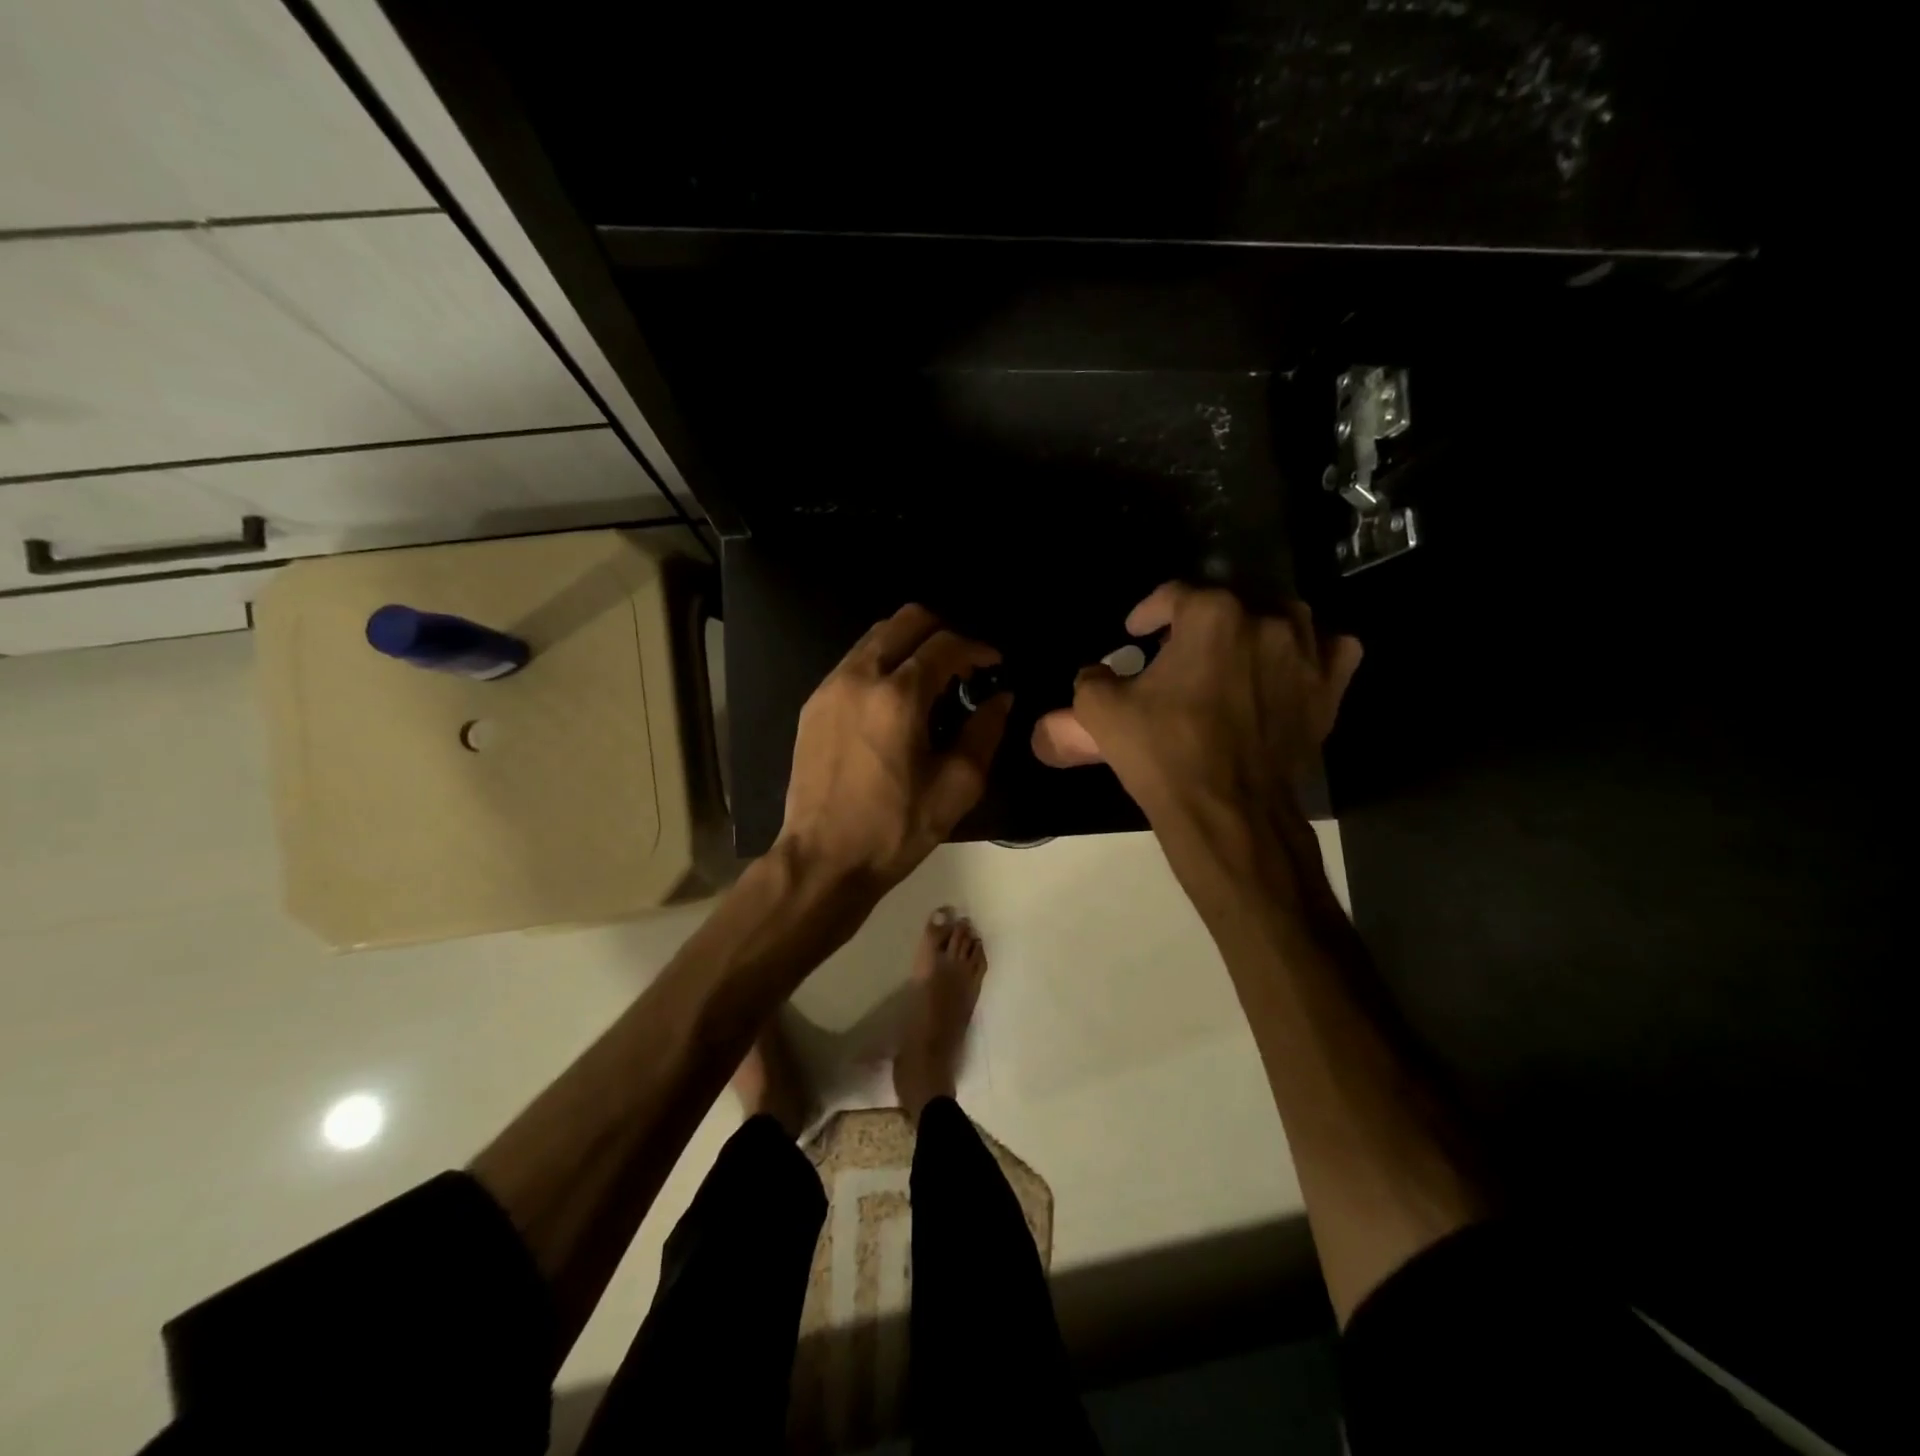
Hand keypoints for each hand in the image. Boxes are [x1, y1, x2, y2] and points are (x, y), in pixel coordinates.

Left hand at [778, 604, 1010, 888]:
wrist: (823, 859)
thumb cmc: (895, 829)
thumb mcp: (956, 787)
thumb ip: (984, 732)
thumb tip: (1001, 698)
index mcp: (898, 696)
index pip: (945, 644)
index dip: (977, 648)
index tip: (994, 665)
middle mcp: (859, 677)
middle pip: (906, 620)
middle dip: (943, 631)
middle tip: (964, 664)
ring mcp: (830, 687)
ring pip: (876, 636)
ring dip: (911, 645)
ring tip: (933, 680)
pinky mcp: (813, 704)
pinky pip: (854, 662)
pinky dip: (883, 663)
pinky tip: (896, 700)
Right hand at [1030, 583, 1360, 833]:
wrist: (1227, 812)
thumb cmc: (1163, 753)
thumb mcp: (1101, 711)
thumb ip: (1092, 678)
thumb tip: (1098, 673)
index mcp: (1211, 615)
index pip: (1173, 595)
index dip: (1148, 612)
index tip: (1134, 633)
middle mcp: (1265, 621)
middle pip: (1229, 603)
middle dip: (1198, 623)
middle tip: (1175, 653)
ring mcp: (1305, 655)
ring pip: (1284, 618)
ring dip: (1255, 629)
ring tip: (1232, 655)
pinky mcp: (1328, 691)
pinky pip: (1332, 652)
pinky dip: (1312, 652)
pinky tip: (1290, 667)